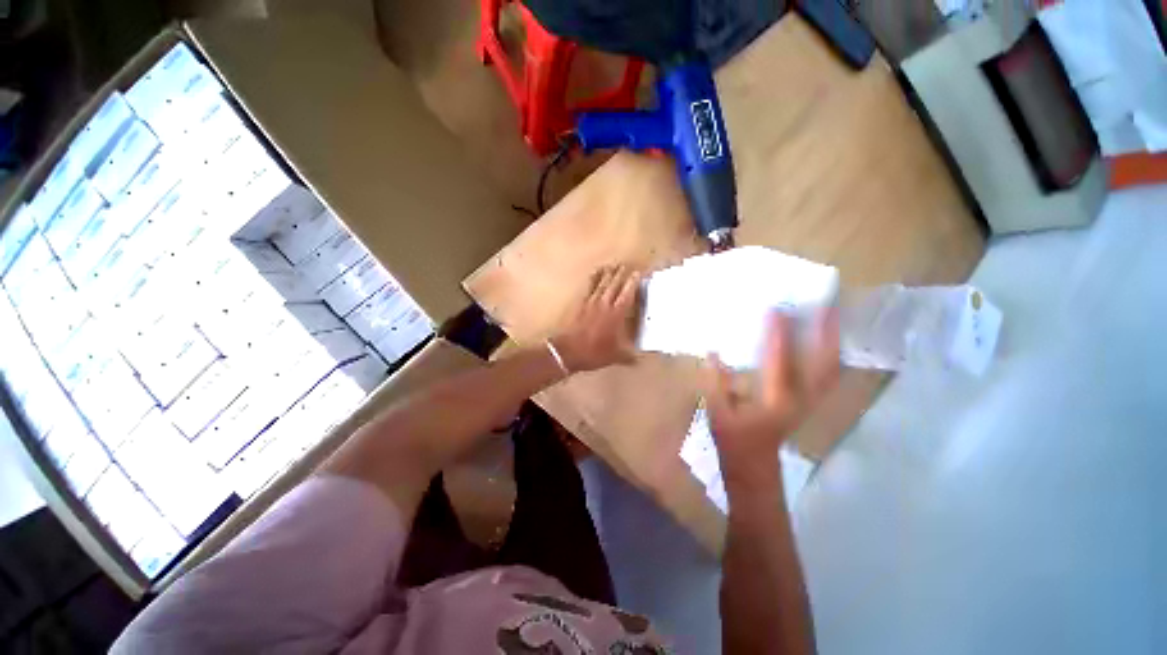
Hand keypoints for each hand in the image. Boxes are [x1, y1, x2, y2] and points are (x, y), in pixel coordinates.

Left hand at [550, 265, 640, 372]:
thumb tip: (641, 360)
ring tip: (613, 266)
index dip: (632, 283)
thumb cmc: (594, 353)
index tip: (637, 273)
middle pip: (614, 285)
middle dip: (621, 274)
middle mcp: (604, 305)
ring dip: (608, 274)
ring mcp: (591, 303)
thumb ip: (629, 357)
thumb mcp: (615, 356)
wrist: (568, 351)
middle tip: (626, 265)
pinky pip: (589, 288)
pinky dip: (593, 279)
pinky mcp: (581, 305)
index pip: (626, 295)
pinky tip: (594, 274)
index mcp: (616, 315)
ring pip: (601, 284)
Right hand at [705, 309, 839, 487]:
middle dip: (826, 334)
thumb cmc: (733, 439)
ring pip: (830, 368)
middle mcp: (799, 399)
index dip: (777, 335)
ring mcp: (810, 402)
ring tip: (831, 315)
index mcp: (773, 401)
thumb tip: (713, 352)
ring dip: (832, 342)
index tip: (776, 310)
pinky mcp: (811, 402)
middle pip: (822, 364)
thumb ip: (716, 382)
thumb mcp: (717, 411)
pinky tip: (826, 340)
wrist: (755, 465)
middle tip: (826, 306)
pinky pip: (827, 375)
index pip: (778, 362)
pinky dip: (830, 355)